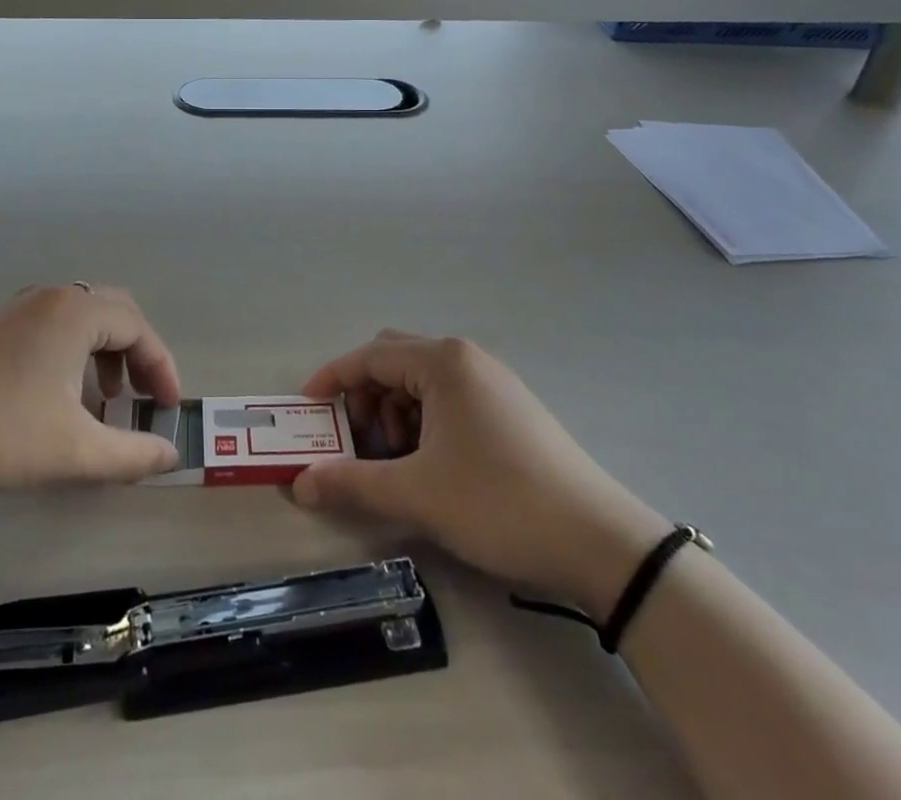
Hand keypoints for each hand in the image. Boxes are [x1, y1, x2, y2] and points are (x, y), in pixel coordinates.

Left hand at [0, 285, 183, 495]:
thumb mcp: (73, 450)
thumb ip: (131, 454)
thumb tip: (171, 454)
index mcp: (76, 312)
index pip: (138, 327)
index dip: (161, 367)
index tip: (169, 409)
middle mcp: (51, 298)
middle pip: (113, 313)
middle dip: (137, 354)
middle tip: (144, 396)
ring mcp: (18, 310)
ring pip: (82, 319)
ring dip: (105, 353)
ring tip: (105, 400)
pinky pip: (53, 327)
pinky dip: (75, 353)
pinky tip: (61, 395)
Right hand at [293, 332, 665, 617]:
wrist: (600, 543)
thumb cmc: (499, 503)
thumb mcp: (417, 494)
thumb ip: (352, 482)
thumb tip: (299, 485)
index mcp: (442, 362)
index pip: (369, 356)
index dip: (332, 379)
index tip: (306, 409)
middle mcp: (466, 358)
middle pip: (394, 361)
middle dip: (365, 397)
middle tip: (354, 441)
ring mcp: (493, 382)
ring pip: (422, 382)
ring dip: (395, 413)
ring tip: (395, 462)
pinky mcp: (510, 408)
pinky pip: (449, 399)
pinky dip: (424, 422)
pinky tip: (430, 464)